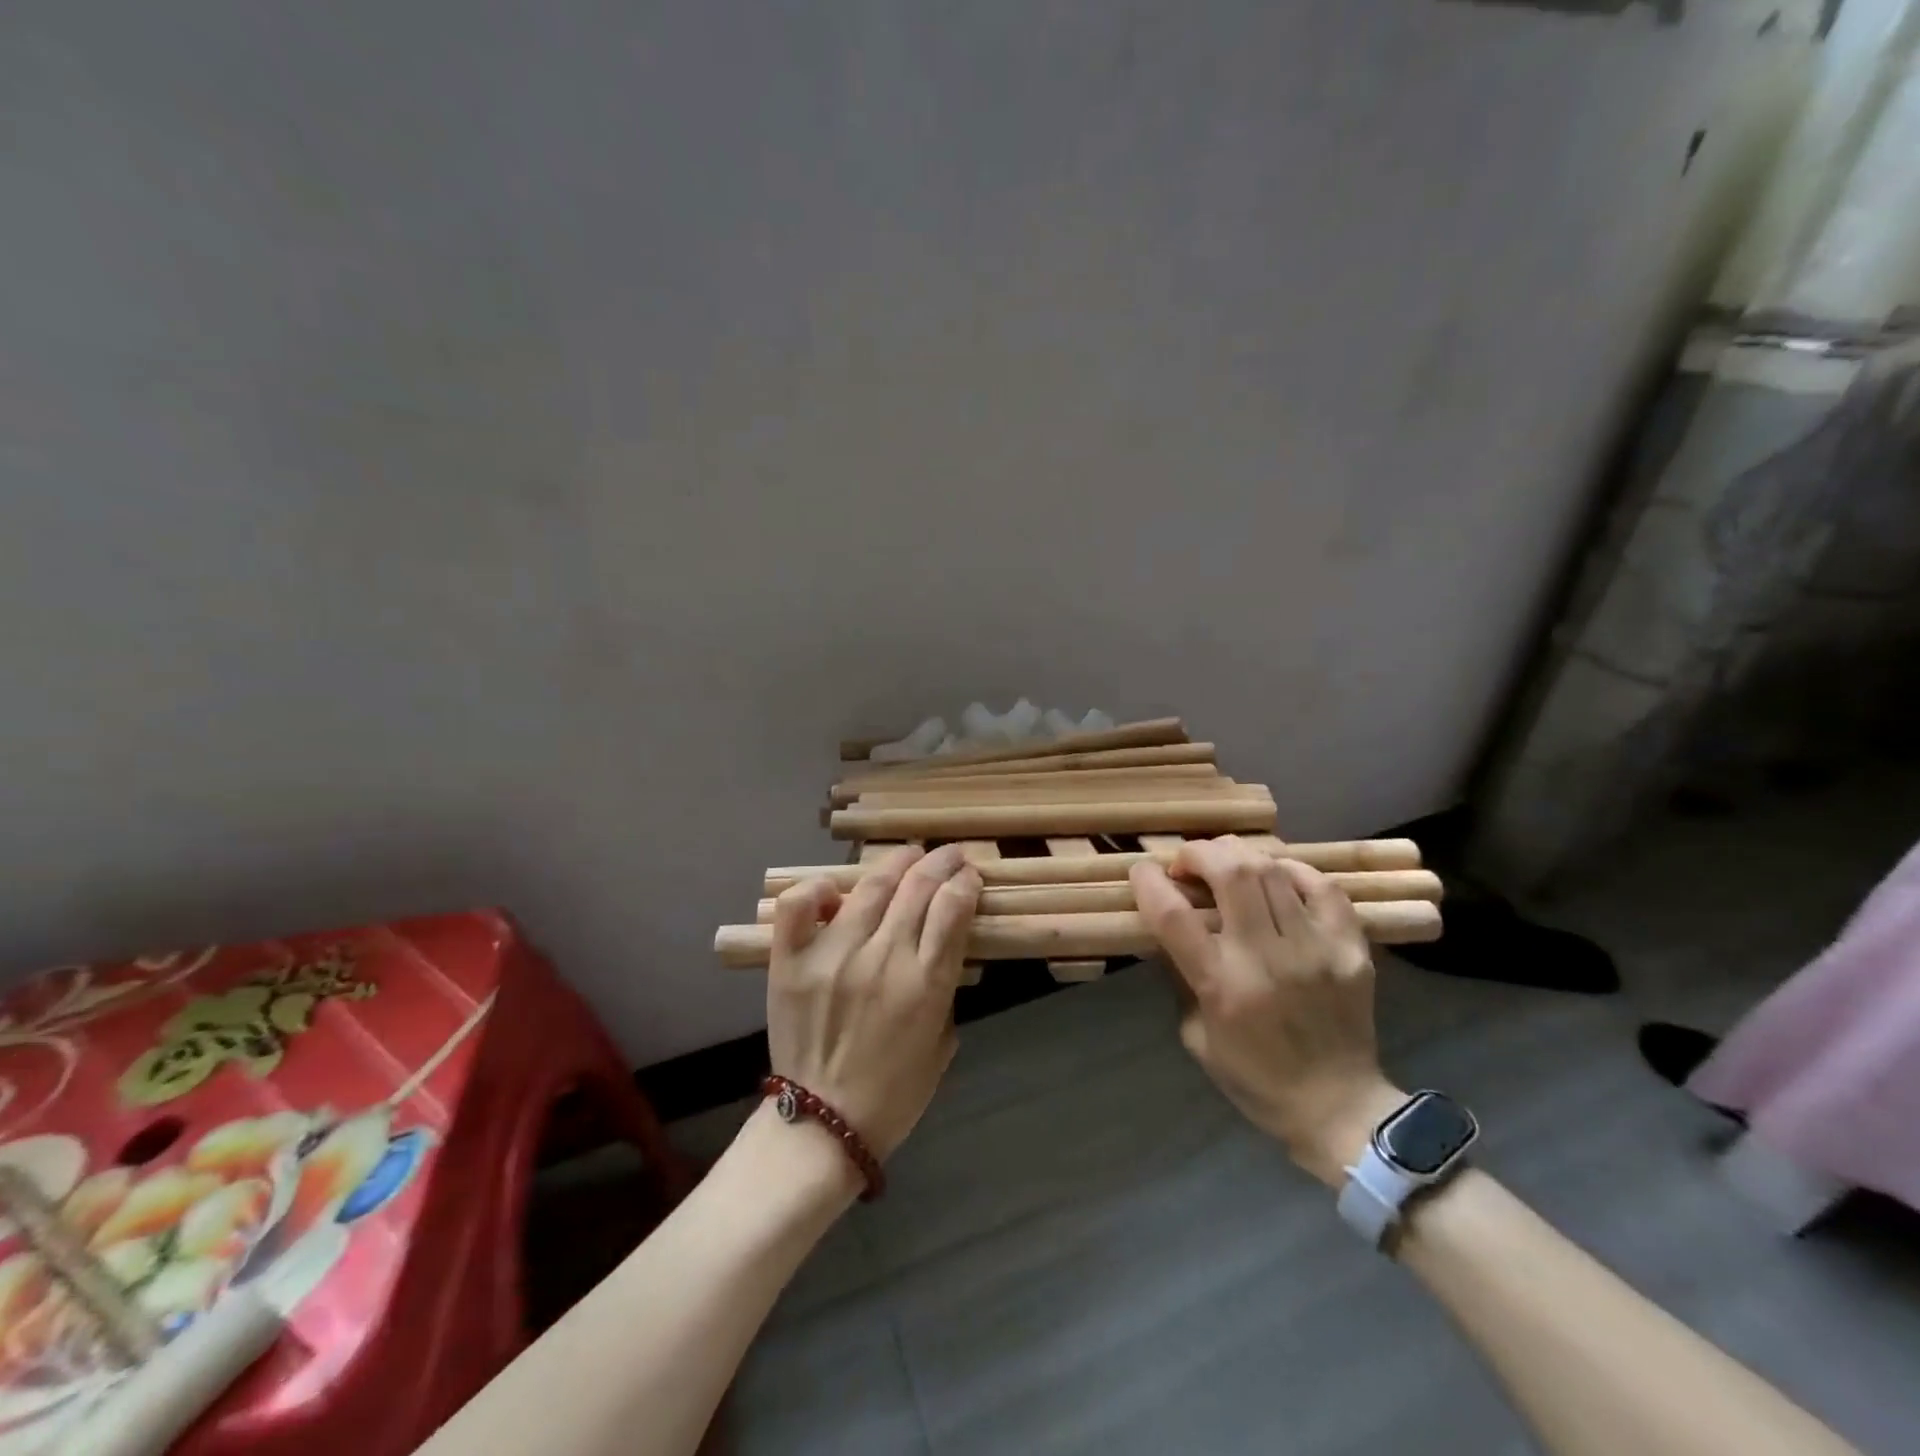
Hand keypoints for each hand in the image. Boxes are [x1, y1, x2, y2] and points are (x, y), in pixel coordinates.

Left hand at [766, 844, 981, 1161]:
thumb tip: (941, 944)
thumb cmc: (894, 1092)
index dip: (966, 881)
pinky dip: (817, 889)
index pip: (953, 907)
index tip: (970, 875)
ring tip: (909, 855)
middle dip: (941, 862)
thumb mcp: (942, 1042)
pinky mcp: (792, 961)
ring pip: (871, 886)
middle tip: (949, 855)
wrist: (824, 1125)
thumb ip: (945, 989)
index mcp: (925, 983)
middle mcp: (883, 958)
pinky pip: (799, 907)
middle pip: (919, 886)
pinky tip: (834, 888)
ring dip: (897, 862)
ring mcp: (833, 955)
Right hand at [1132, 837, 1403, 1185]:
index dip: (1149, 882)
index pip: (1174, 915)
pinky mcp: (1351, 949)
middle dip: (1198, 853)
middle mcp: (1267, 958)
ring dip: (1239, 856)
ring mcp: (1315, 949)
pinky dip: (1294, 870)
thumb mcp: (1197, 1035)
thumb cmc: (1255, 1078)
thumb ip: (1181, 977)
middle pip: (1230, 873)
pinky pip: (1323, 887)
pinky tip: (1277, 877)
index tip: (1141, 870)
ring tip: (1227, 865)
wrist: (1339, 1109)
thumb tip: (1170, 927)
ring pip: (1272, 870)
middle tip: (1188, 863)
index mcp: (1222, 986)